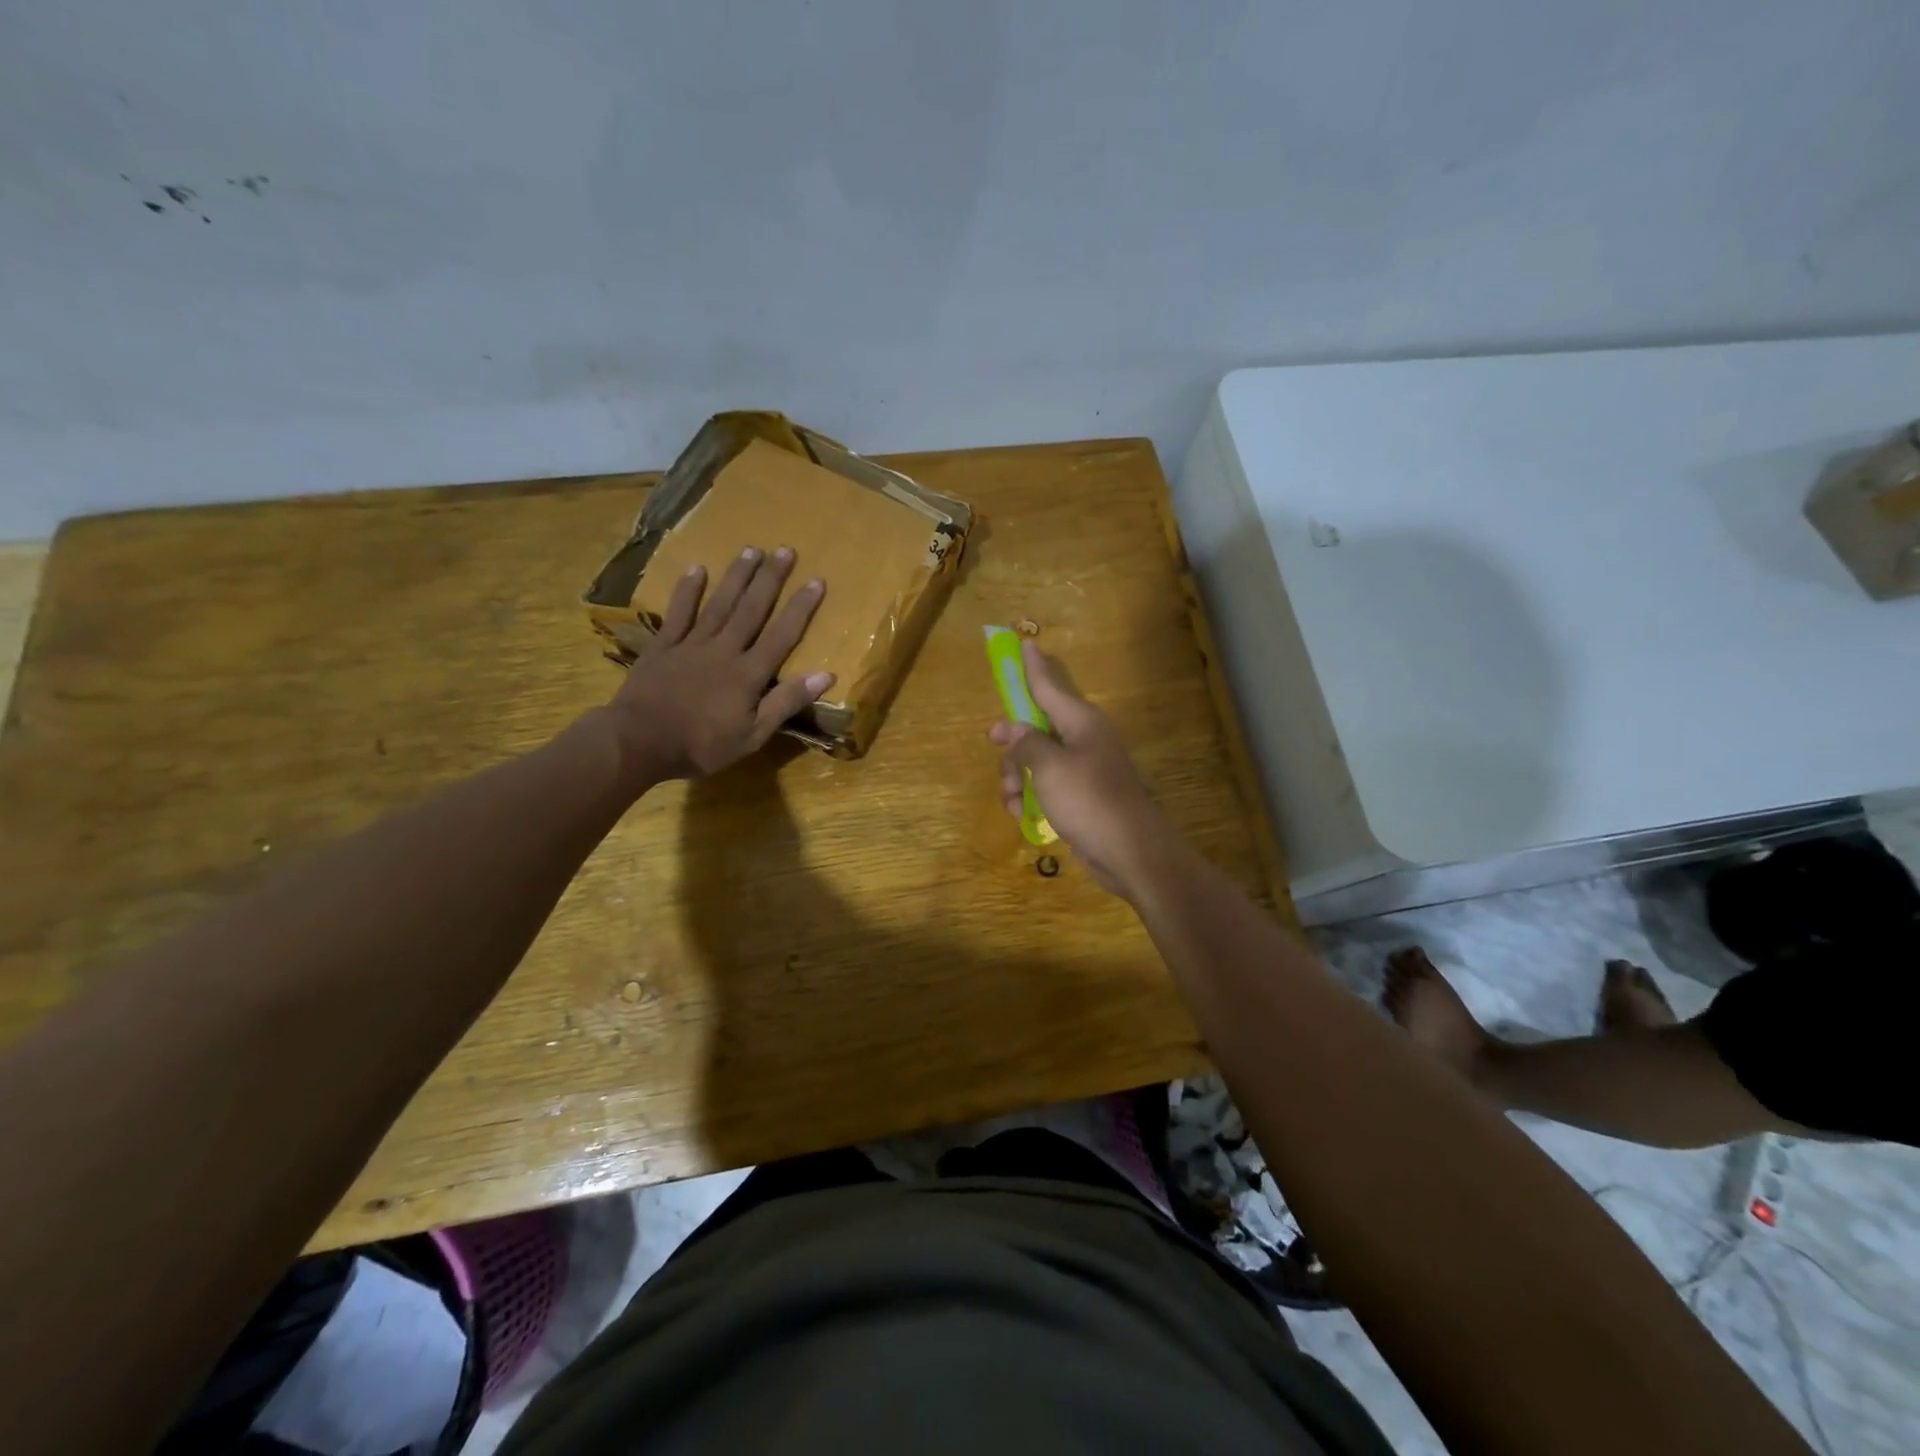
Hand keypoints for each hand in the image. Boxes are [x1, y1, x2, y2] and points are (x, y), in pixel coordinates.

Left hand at [607, 546, 832, 784]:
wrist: (638, 741)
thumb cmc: (701, 745)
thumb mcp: (752, 736)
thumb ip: (786, 702)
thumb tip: (825, 675)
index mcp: (749, 673)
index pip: (782, 635)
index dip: (800, 608)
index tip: (816, 581)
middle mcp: (724, 650)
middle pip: (751, 609)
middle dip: (770, 579)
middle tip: (785, 550)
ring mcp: (691, 644)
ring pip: (719, 604)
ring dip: (737, 576)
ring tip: (752, 550)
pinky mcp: (663, 646)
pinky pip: (678, 613)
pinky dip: (688, 591)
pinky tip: (697, 569)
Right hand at [988, 640, 1170, 896]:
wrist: (1130, 852)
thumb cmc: (1089, 800)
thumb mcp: (1049, 768)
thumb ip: (1026, 744)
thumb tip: (1011, 729)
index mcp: (1080, 722)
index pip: (1050, 685)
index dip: (1033, 665)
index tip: (1023, 642)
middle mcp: (1083, 739)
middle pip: (1036, 726)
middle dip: (1013, 743)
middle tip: (996, 748)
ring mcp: (1083, 769)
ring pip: (1035, 760)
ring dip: (1017, 777)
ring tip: (1014, 799)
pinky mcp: (1080, 796)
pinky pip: (1045, 786)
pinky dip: (1031, 797)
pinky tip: (1023, 816)